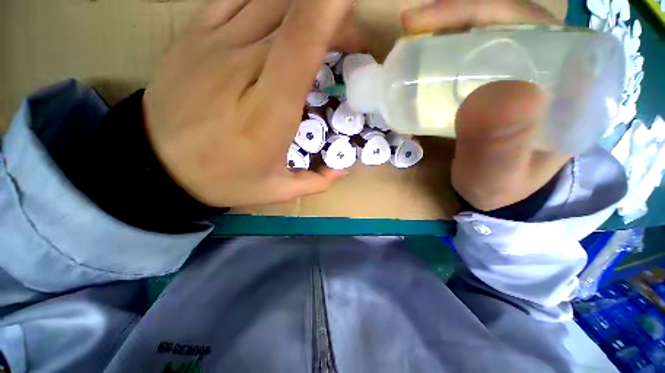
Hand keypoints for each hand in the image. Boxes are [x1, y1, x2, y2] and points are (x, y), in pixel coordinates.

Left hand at [143, 0, 358, 207]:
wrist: (156, 165)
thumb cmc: (222, 180)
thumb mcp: (275, 190)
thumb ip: (314, 181)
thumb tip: (342, 170)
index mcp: (269, 111)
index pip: (301, 42)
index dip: (331, 13)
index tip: (355, 18)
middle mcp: (242, 66)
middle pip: (294, 14)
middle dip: (331, 17)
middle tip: (349, 41)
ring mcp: (214, 44)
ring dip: (305, 6)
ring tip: (322, 27)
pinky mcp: (195, 35)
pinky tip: (282, 15)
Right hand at [403, 0, 571, 210]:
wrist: (499, 195)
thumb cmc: (502, 189)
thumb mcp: (498, 175)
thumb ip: (499, 146)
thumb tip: (495, 94)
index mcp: (569, 81)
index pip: (528, 23)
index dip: (478, 12)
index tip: (428, 24)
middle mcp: (551, 66)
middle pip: (502, 21)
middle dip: (454, 19)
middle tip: (411, 29)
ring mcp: (524, 72)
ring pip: (486, 35)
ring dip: (446, 34)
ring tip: (413, 42)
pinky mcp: (501, 83)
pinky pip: (474, 56)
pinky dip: (445, 55)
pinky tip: (424, 63)